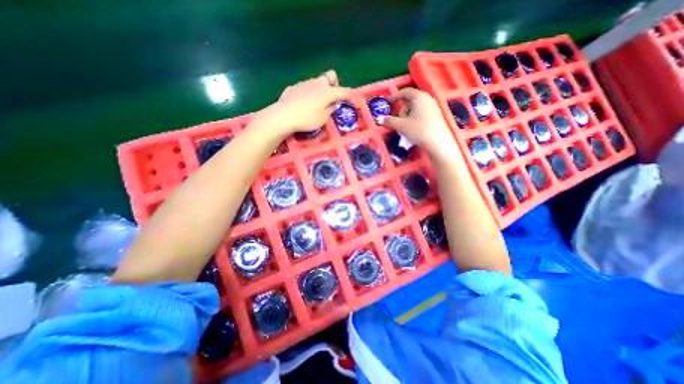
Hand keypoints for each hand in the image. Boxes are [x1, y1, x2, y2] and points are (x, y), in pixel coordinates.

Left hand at [257, 70, 351, 135]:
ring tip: (318, 104)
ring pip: (317, 82)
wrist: (284, 115)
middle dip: (335, 84)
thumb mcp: (323, 119)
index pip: (344, 91)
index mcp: (328, 92)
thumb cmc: (307, 119)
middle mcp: (317, 83)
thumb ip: (330, 110)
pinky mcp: (294, 87)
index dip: (351, 97)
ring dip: (321, 90)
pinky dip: (309, 94)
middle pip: (331, 76)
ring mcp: (305, 83)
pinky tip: (304, 105)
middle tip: (332, 98)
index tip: (354, 103)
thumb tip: (333, 104)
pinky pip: (306, 88)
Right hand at [384, 87, 457, 159]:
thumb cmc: (419, 130)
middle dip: (401, 110)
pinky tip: (412, 129)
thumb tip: (378, 118)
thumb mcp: (402, 125)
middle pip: (409, 100)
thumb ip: (389, 121)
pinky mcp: (435, 116)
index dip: (394, 97)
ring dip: (406, 116)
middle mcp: (427, 99)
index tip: (387, 103)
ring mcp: (432, 107)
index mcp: (419, 97)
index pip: (404, 92)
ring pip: (414, 108)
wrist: (438, 143)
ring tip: (405, 127)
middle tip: (397, 121)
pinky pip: (420, 113)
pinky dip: (413, 118)